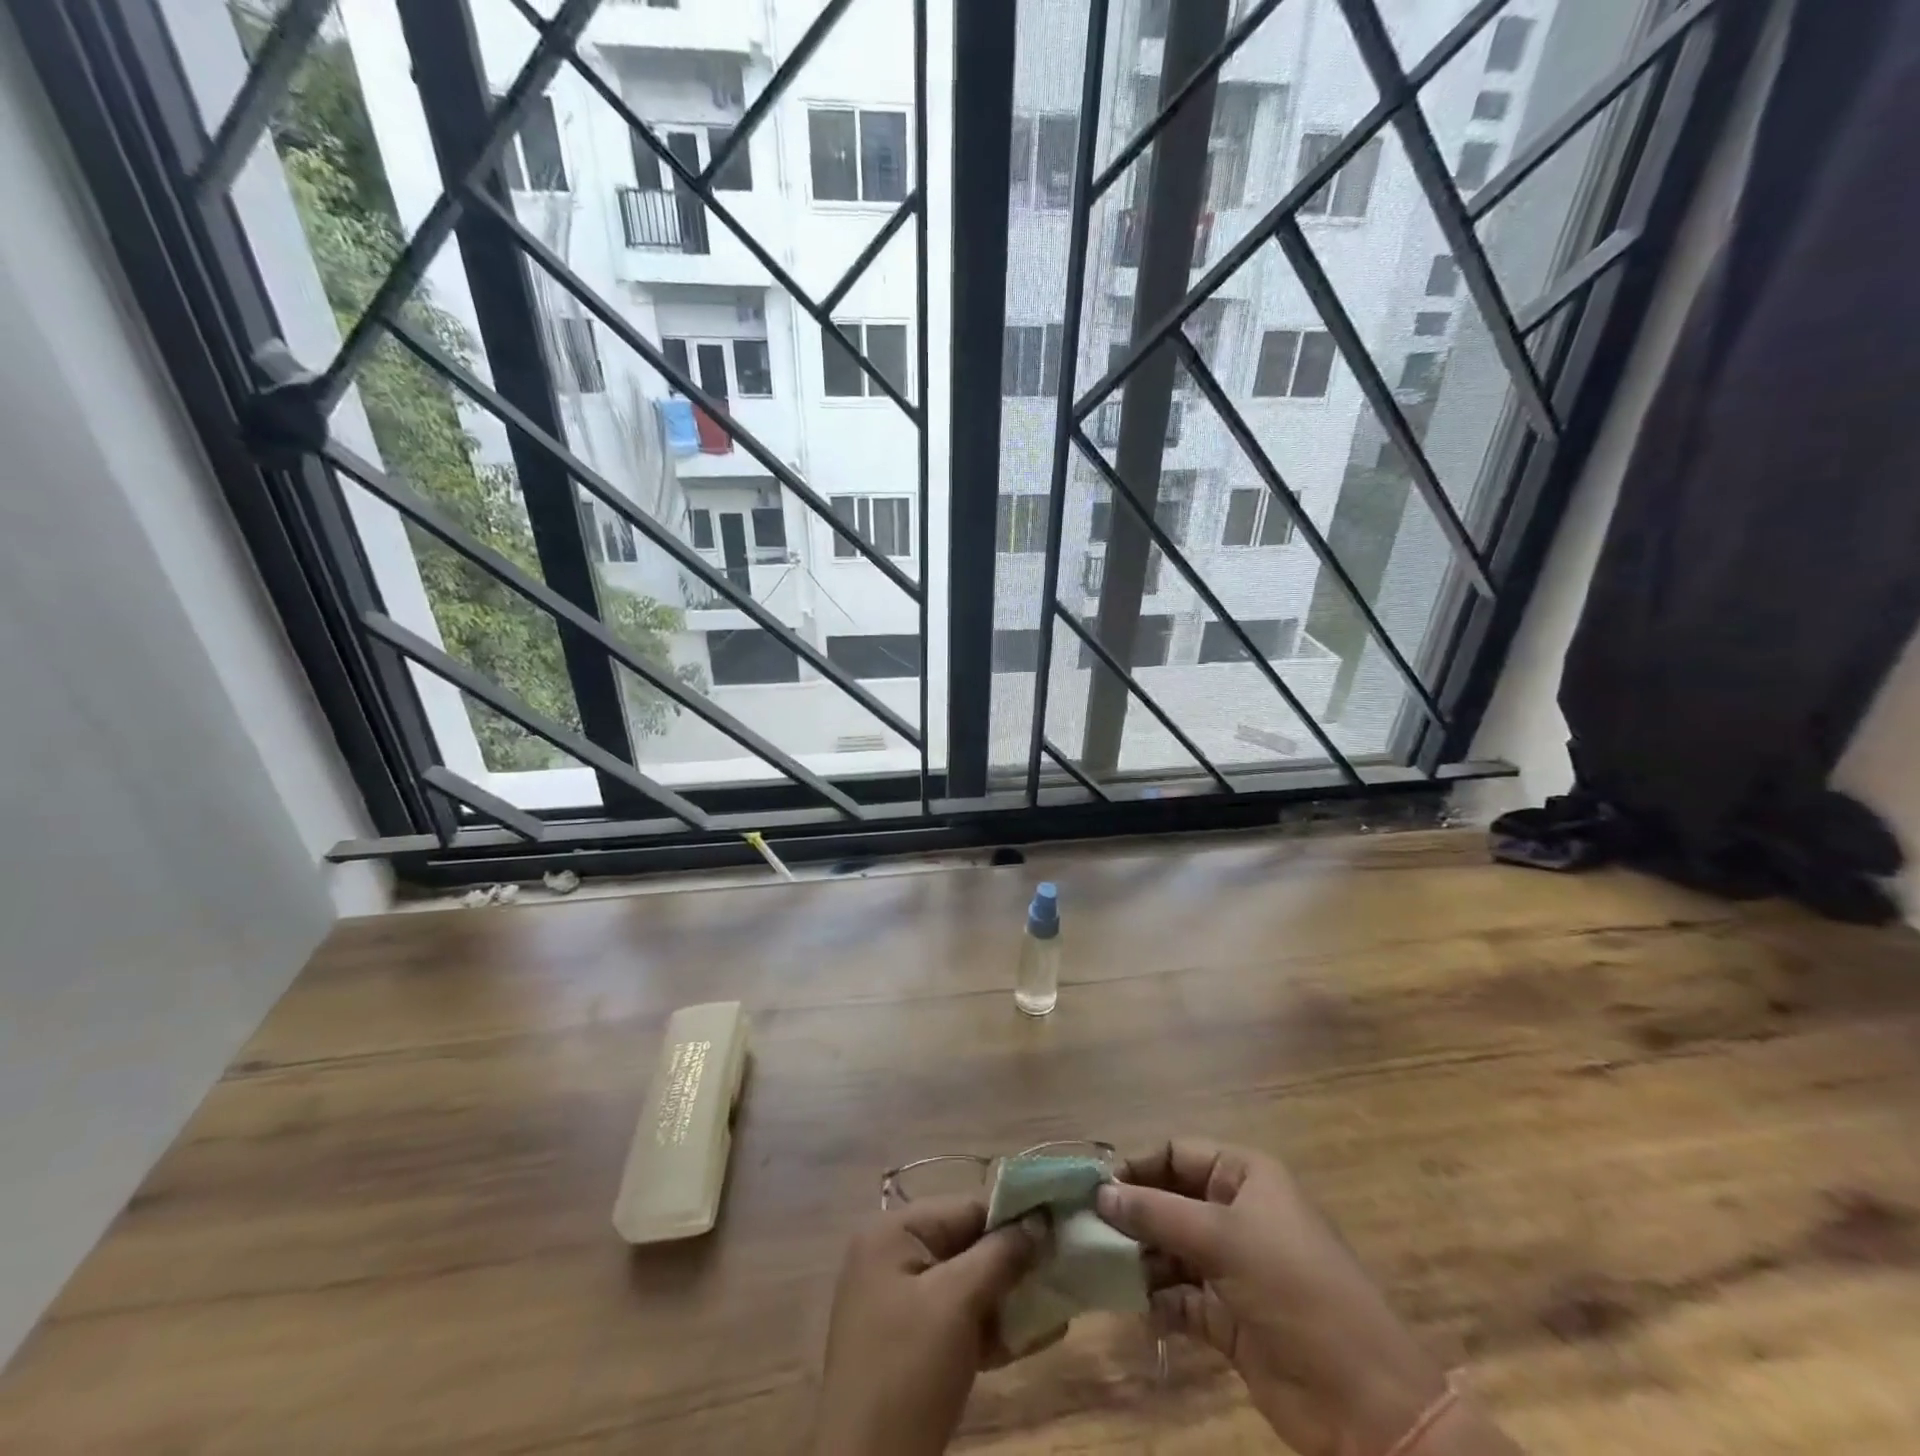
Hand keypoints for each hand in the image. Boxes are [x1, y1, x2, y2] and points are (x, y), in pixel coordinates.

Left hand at [808, 1196, 1049, 1455]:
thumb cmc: (909, 1369)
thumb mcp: (958, 1303)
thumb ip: (1000, 1254)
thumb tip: (1039, 1219)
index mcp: (892, 1232)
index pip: (965, 1208)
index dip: (1013, 1219)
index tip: (1058, 1232)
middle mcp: (891, 1256)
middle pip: (965, 1245)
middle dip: (1013, 1263)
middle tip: (1062, 1273)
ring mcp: (896, 1302)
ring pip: (964, 1285)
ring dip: (1007, 1298)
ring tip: (1055, 1308)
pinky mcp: (908, 1344)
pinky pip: (955, 1319)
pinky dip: (989, 1327)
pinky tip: (1032, 1338)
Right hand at [1097, 1140, 1481, 1455]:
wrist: (1365, 1403)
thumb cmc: (1294, 1290)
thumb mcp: (1223, 1239)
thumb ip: (1156, 1213)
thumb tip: (1099, 1192)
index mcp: (1244, 1176)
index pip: (1177, 1153)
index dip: (1137, 1165)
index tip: (1094, 1186)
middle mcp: (1236, 1212)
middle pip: (1169, 1200)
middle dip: (1132, 1214)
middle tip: (1087, 1229)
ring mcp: (1233, 1266)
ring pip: (1170, 1248)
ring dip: (1139, 1258)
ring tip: (1101, 1268)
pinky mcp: (1228, 1316)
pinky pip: (1179, 1295)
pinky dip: (1156, 1299)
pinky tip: (1136, 1306)